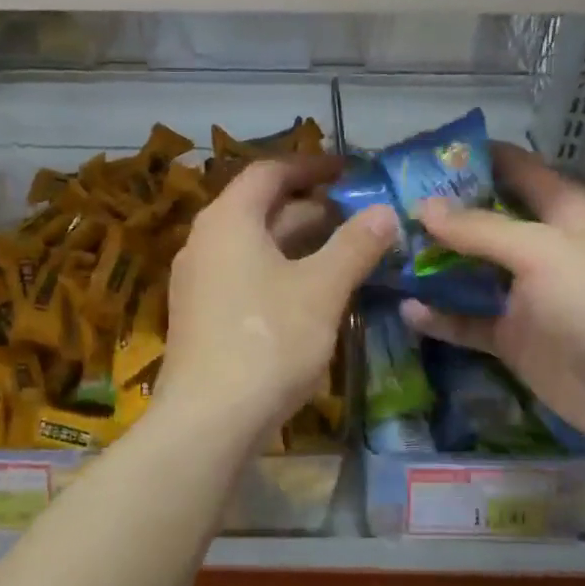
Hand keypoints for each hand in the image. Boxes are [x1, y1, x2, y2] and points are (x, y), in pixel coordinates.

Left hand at [157, 156, 396, 448]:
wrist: (208, 420)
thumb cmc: (268, 340)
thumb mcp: (322, 289)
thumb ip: (355, 246)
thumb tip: (385, 212)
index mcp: (229, 220)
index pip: (269, 172)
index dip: (310, 166)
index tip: (347, 171)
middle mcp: (205, 241)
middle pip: (261, 209)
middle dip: (311, 209)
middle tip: (358, 216)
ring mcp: (199, 281)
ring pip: (255, 246)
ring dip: (299, 244)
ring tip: (345, 252)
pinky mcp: (201, 315)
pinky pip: (245, 275)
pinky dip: (280, 272)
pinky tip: (312, 294)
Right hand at [401, 144, 584, 457]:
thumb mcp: (541, 251)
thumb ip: (480, 229)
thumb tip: (423, 207)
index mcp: (563, 212)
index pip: (517, 169)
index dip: (475, 157)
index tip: (422, 154)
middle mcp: (542, 248)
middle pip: (484, 221)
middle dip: (439, 213)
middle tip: (385, 205)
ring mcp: (525, 295)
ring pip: (470, 271)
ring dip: (432, 264)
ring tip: (384, 253)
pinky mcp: (513, 337)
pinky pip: (467, 320)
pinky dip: (440, 316)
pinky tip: (406, 308)